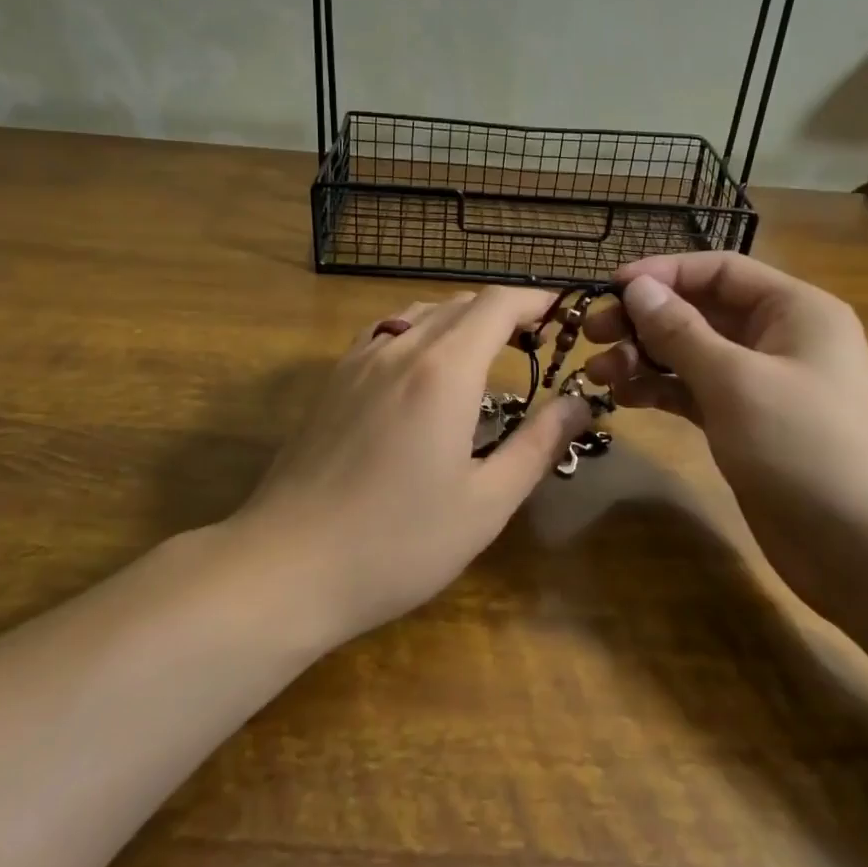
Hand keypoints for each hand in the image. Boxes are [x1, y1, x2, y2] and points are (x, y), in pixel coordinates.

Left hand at [231, 288, 592, 646]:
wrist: (287, 564)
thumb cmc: (398, 543)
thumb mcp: (486, 503)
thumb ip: (538, 445)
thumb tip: (580, 404)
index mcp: (444, 370)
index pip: (496, 305)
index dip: (534, 301)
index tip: (562, 316)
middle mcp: (400, 349)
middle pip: (460, 304)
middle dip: (503, 313)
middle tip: (535, 345)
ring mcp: (358, 361)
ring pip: (420, 314)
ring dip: (460, 321)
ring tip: (484, 355)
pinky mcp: (332, 381)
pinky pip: (385, 333)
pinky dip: (419, 334)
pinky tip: (422, 371)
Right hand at [583, 253, 867, 613]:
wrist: (867, 551)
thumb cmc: (805, 447)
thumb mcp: (735, 381)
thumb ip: (680, 331)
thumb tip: (637, 287)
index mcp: (793, 310)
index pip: (719, 271)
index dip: (663, 273)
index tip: (610, 287)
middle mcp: (778, 338)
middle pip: (700, 311)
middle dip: (645, 320)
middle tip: (592, 335)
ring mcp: (761, 384)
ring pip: (692, 353)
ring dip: (644, 357)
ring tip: (597, 373)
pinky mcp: (746, 424)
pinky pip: (694, 391)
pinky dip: (660, 390)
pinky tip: (624, 397)